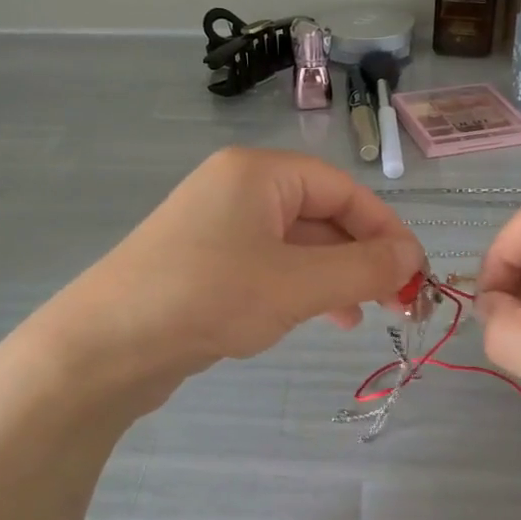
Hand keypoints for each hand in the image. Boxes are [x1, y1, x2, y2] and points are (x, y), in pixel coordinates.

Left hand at [37, 148, 425, 390]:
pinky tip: (317, 318)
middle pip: (320, 215)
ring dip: (334, 277)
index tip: (414, 274)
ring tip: (360, 316)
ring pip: (296, 245)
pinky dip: (299, 288)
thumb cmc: (209, 298)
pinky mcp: (204, 264)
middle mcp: (237, 189)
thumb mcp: (297, 284)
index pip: (342, 189)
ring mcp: (216, 227)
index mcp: (258, 173)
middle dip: (361, 258)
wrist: (106, 346)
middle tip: (395, 302)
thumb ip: (362, 269)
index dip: (385, 230)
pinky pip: (268, 266)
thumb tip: (411, 258)